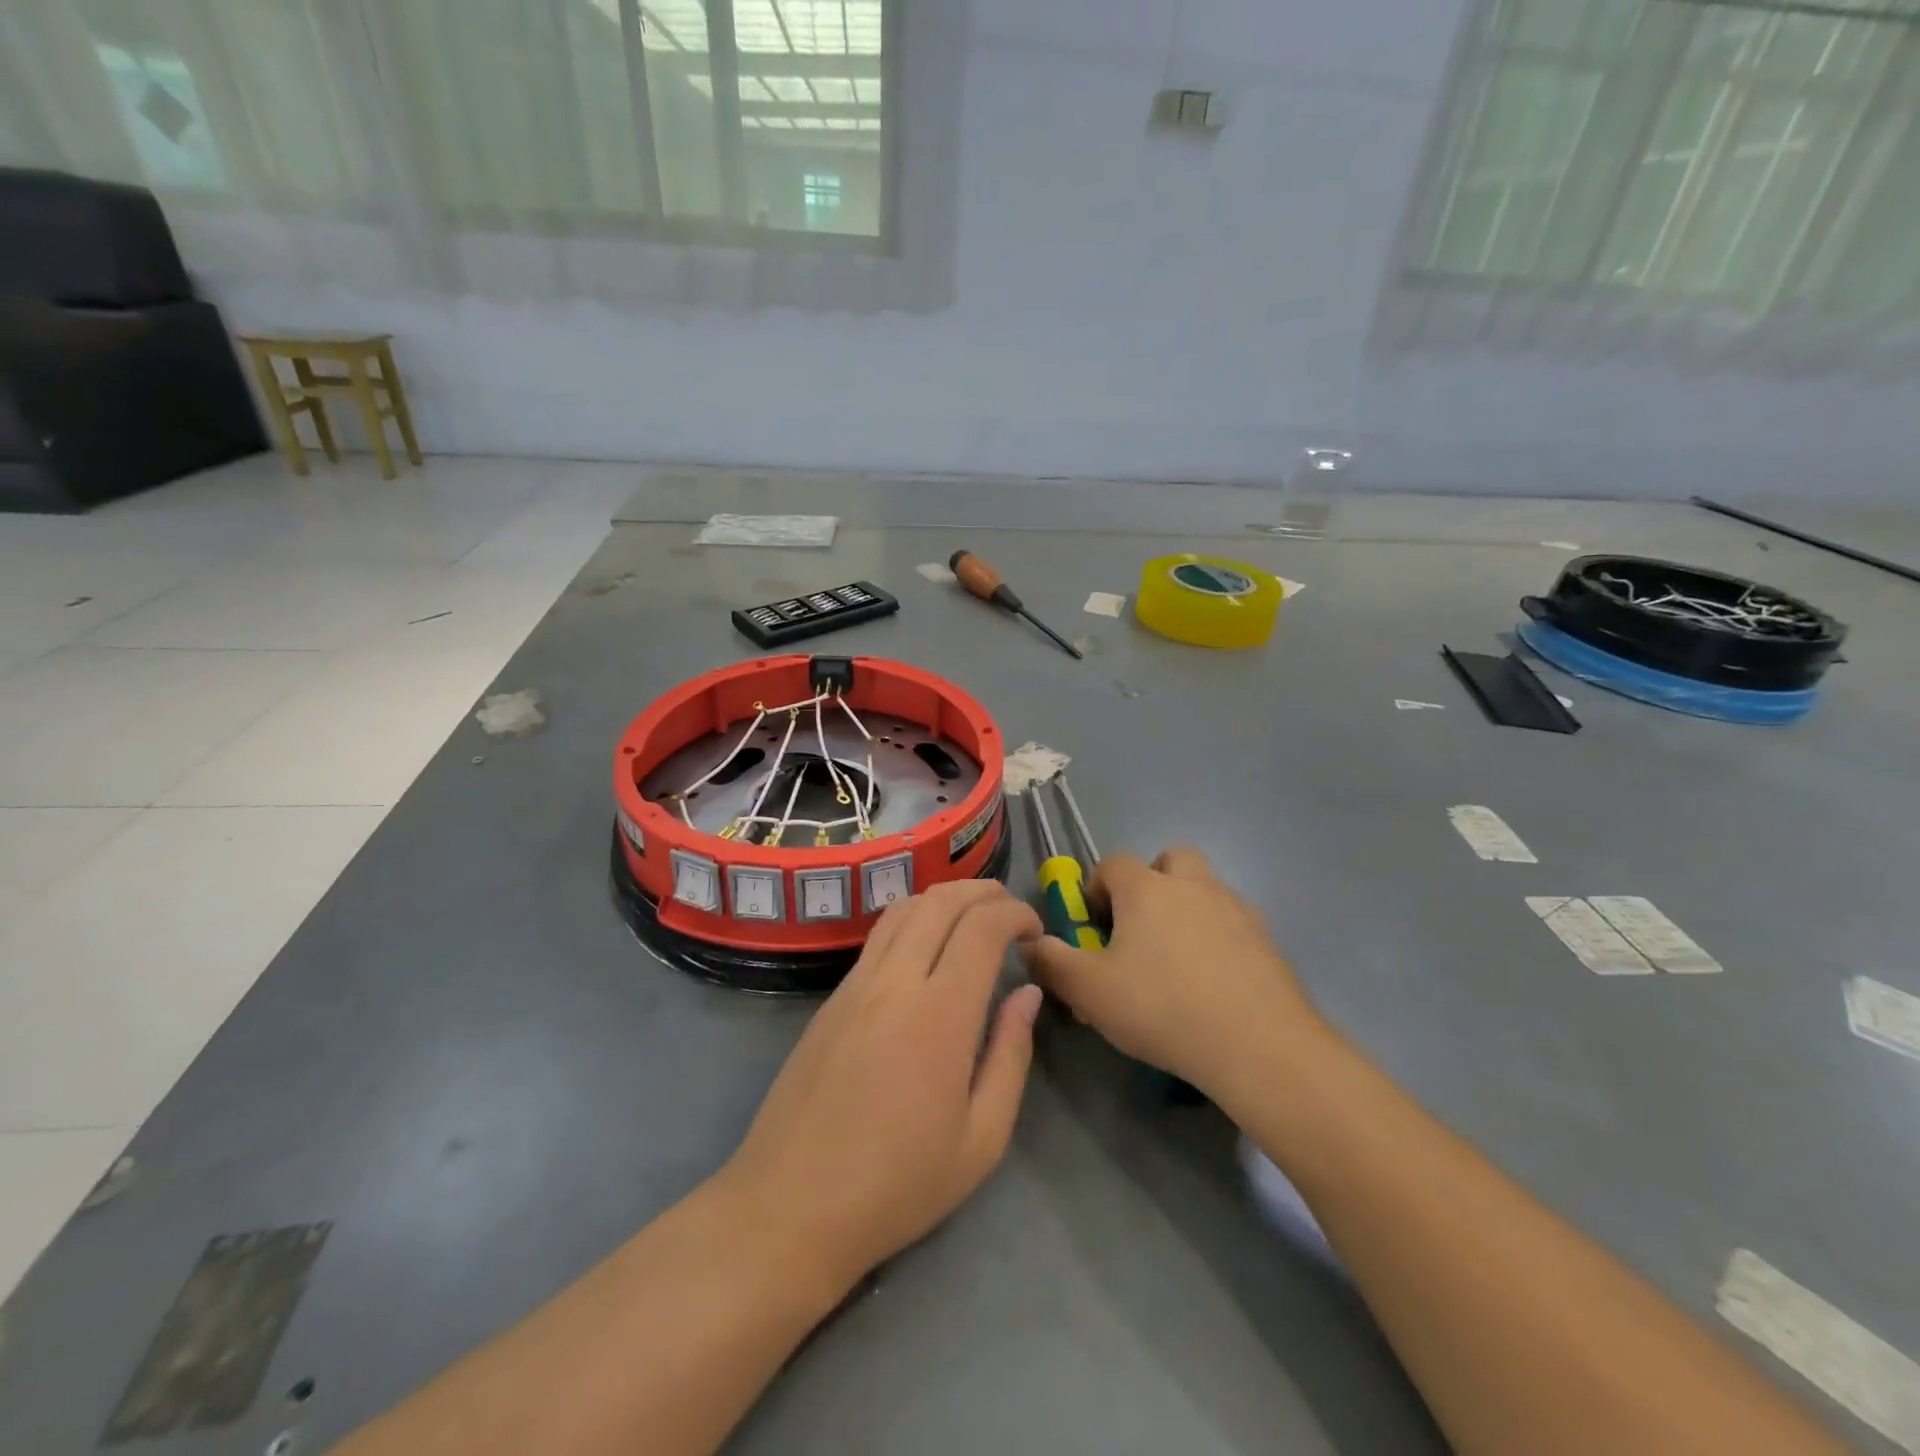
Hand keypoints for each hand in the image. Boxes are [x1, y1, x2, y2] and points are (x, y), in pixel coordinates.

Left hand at [720, 880, 1042, 1292]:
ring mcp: (855, 985)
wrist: (790, 1207)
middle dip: (984, 892)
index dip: (1015, 914)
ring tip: (973, 918)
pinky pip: (879, 936)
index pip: (982, 927)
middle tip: (1012, 913)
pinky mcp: (832, 998)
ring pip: (904, 908)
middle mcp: (894, 983)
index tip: (1036, 931)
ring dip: (945, 898)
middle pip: (941, 901)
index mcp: (939, 1016)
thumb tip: (1027, 993)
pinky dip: (914, 919)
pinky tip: (927, 947)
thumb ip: (1011, 1055)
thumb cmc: (897, 1185)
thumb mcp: (981, 1139)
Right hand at [1027, 846, 1328, 1103]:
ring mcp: (1235, 908)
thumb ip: (1052, 962)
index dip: (1096, 888)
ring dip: (1187, 908)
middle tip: (1140, 930)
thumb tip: (1029, 943)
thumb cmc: (1162, 1007)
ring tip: (1177, 961)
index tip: (1093, 926)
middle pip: (1169, 859)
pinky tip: (1214, 983)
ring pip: (1205, 889)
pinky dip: (1219, 938)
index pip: (1112, 864)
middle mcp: (1192, 884)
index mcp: (1146, 888)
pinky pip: (1234, 923)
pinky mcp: (1267, 939)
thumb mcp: (1090, 991)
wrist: (1258, 1044)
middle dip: (1151, 883)